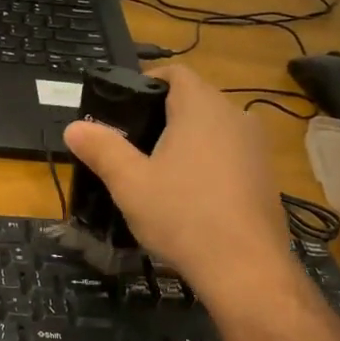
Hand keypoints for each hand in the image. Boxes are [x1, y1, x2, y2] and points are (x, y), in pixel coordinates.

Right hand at [62, 63, 294, 309]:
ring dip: (186, 140)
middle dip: (163, 114)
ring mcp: (256, 147)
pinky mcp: (265, 176)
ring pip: (214, 128)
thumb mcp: (129, 183)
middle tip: (130, 142)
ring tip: (156, 169)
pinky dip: (207, 162)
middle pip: (195, 100)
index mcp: (201, 108)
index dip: (148, 81)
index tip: (123, 106)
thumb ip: (102, 149)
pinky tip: (189, 195)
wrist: (244, 267)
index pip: (176, 73)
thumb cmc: (182, 215)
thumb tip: (73, 127)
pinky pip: (230, 154)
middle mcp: (235, 117)